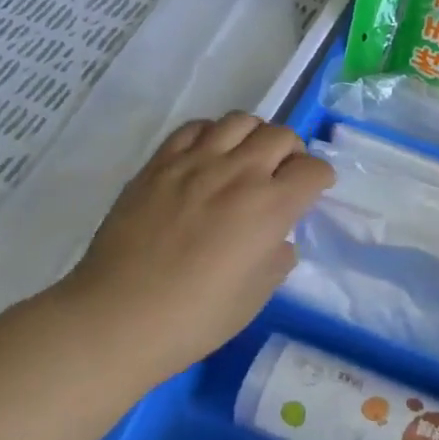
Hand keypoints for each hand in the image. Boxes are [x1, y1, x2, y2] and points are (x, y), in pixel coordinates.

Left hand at [50, 113, 332, 386]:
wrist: (118, 318)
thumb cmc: (196, 318)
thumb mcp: (257, 295)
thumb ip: (278, 256)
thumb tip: (276, 237)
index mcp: (270, 207)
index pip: (314, 169)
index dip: (320, 179)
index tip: (313, 191)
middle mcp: (239, 173)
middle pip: (282, 135)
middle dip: (292, 153)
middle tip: (282, 175)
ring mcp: (196, 162)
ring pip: (241, 120)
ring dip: (254, 136)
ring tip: (245, 159)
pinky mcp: (159, 163)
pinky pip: (195, 127)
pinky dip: (212, 134)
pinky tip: (207, 157)